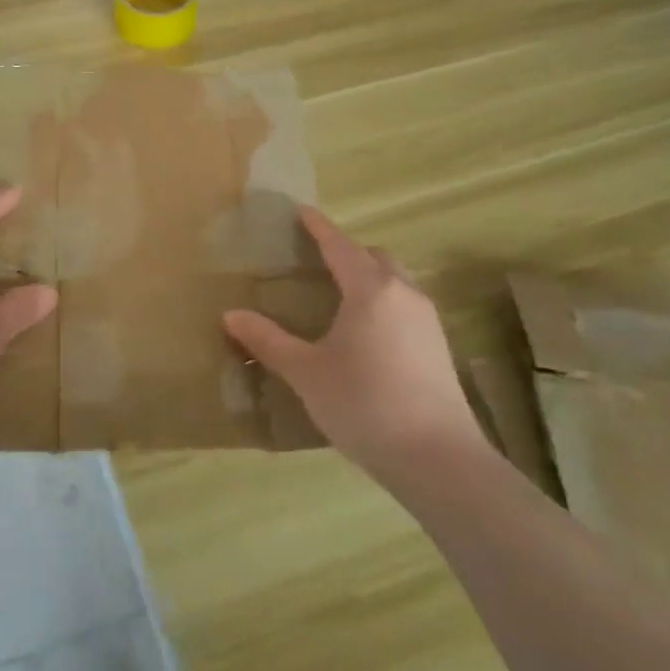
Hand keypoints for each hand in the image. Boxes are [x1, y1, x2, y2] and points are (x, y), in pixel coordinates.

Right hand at [224, 208, 485, 470]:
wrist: (438, 459)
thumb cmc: (364, 405)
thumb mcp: (307, 373)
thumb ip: (268, 341)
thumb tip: (230, 315)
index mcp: (370, 290)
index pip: (340, 246)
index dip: (319, 227)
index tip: (301, 211)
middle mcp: (403, 294)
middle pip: (375, 257)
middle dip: (347, 251)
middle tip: (317, 259)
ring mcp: (427, 320)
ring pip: (396, 280)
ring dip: (369, 275)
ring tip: (341, 294)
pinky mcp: (439, 347)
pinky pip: (406, 304)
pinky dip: (384, 300)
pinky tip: (367, 331)